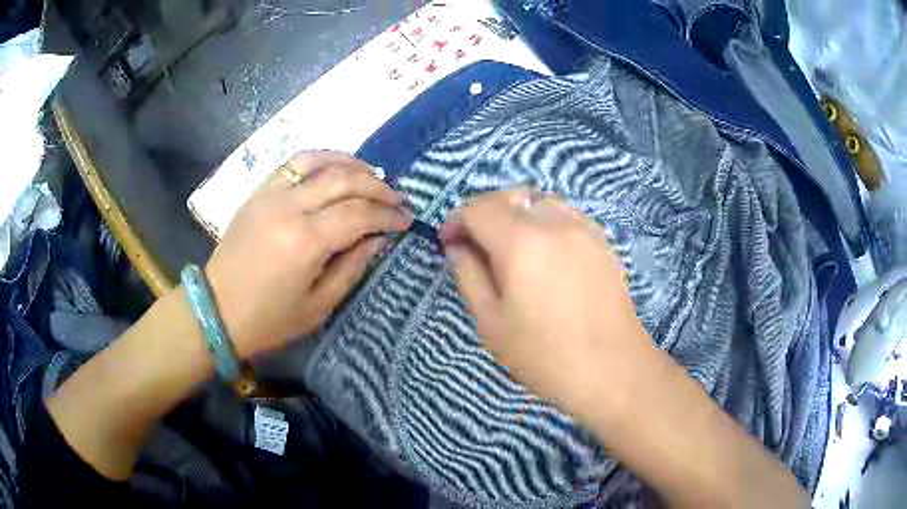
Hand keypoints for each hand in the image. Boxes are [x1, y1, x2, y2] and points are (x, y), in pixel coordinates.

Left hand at [205, 152, 411, 358]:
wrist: (216, 310)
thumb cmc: (268, 319)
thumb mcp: (318, 306)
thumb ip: (352, 267)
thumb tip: (378, 238)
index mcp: (305, 242)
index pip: (359, 214)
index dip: (388, 215)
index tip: (407, 220)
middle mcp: (289, 208)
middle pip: (344, 180)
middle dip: (379, 187)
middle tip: (399, 198)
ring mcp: (270, 194)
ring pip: (320, 161)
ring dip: (352, 164)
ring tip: (373, 175)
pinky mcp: (258, 192)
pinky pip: (294, 163)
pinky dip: (321, 159)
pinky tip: (337, 167)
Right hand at [440, 188, 656, 423]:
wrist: (612, 369)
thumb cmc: (545, 356)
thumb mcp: (492, 324)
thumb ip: (469, 277)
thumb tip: (458, 248)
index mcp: (521, 244)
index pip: (478, 209)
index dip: (456, 221)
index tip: (448, 242)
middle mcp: (554, 223)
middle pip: (509, 196)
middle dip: (484, 213)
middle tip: (476, 245)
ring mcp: (583, 228)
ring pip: (539, 200)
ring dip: (515, 213)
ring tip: (510, 247)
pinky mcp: (601, 240)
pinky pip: (564, 214)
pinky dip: (543, 221)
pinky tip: (545, 253)